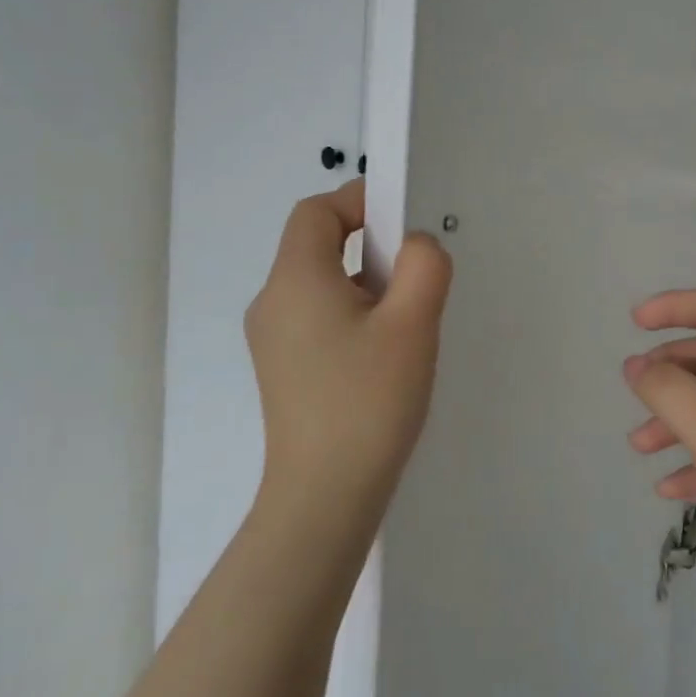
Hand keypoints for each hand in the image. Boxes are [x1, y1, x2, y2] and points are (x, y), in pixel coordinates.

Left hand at [246, 182, 452, 521]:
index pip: (317, 212)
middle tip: (414, 281)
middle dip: (371, 248)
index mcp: (295, 280)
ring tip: (405, 327)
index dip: (359, 200)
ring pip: (321, 285)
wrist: (325, 495)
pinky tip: (383, 357)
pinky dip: (352, 316)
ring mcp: (272, 340)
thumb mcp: (412, 324)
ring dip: (365, 286)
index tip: (404, 220)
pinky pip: (317, 319)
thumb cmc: (369, 401)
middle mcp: (273, 302)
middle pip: (317, 246)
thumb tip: (415, 245)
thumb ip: (423, 265)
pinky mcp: (282, 370)